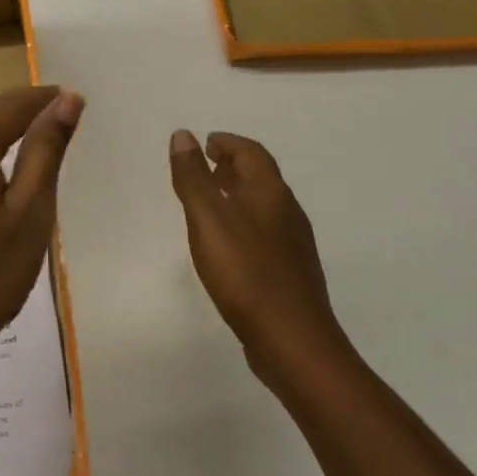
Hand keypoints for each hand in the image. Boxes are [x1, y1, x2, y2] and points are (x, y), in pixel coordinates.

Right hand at [169, 129, 344, 388]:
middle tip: (205, 167)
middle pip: (261, 177)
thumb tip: (183, 135)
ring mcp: (293, 244)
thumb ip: (193, 177)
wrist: (292, 340)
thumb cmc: (245, 271)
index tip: (205, 143)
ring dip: (238, 194)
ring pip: (264, 206)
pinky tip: (228, 244)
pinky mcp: (290, 271)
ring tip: (210, 202)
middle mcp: (287, 211)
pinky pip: (265, 232)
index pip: (251, 152)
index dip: (228, 143)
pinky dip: (243, 222)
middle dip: (233, 166)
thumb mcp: (208, 218)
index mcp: (270, 192)